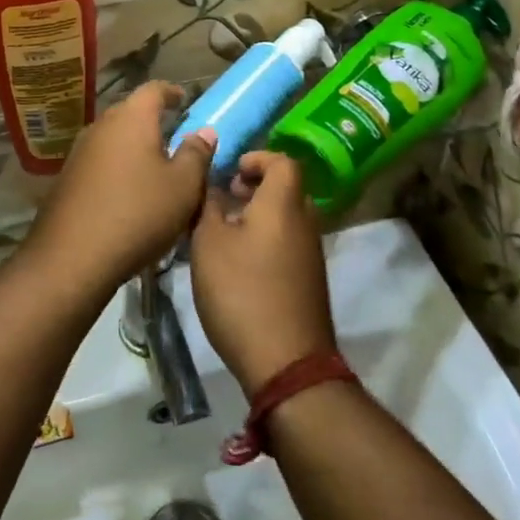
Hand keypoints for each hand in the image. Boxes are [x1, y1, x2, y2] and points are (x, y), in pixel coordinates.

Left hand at [27, 82, 214, 293]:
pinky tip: (127, 191)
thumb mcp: (183, 186)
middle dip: (152, 121)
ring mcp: (79, 152)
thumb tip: (204, 131)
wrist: (73, 256)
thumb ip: (196, 154)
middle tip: (173, 136)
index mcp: (131, 118)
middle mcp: (101, 126)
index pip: (153, 89)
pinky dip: (117, 167)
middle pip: (130, 112)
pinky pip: (99, 162)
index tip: (183, 100)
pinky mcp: (66, 178)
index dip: (171, 92)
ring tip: (153, 166)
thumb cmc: (138, 213)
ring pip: (113, 138)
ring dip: (133, 146)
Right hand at [190, 152, 336, 396]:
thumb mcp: (208, 244)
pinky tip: (240, 264)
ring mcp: (312, 253)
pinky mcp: (310, 280)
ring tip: (225, 232)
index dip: (258, 158)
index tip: (231, 171)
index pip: (283, 161)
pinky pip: (289, 242)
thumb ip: (208, 206)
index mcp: (284, 204)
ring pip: (287, 217)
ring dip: (260, 215)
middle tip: (225, 199)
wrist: (286, 362)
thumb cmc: (242, 292)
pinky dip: (268, 239)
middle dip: (256, 187)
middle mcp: (306, 221)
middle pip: (286, 188)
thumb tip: (211, 183)